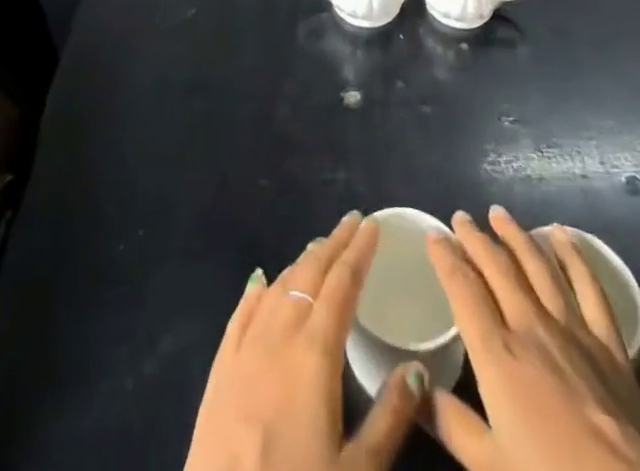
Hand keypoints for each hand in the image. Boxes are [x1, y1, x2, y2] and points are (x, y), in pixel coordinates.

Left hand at [184, 210, 428, 470]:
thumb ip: (390, 418)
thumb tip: (418, 368)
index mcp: (315, 354)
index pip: (342, 285)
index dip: (359, 252)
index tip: (372, 225)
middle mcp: (278, 337)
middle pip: (309, 274)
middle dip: (334, 245)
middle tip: (352, 222)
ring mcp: (244, 351)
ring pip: (277, 288)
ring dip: (301, 263)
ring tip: (319, 248)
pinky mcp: (220, 371)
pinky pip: (241, 314)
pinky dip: (257, 290)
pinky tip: (262, 280)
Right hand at [425, 207, 639, 470]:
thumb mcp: (491, 468)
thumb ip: (451, 424)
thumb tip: (416, 387)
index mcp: (498, 355)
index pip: (464, 291)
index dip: (446, 259)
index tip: (433, 235)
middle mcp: (532, 328)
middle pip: (499, 269)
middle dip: (476, 239)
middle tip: (461, 217)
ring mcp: (574, 331)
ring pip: (539, 266)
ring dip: (517, 236)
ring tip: (500, 214)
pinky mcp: (611, 344)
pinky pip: (589, 286)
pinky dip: (574, 255)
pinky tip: (563, 235)